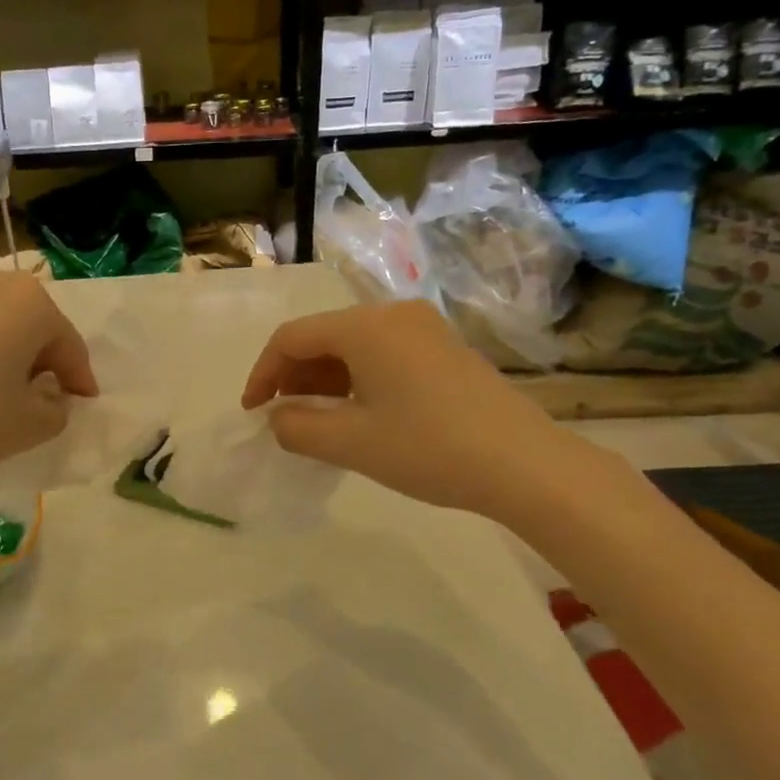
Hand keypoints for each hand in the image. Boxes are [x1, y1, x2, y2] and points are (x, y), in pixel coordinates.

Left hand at [0, 262, 97, 477]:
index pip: (69, 346)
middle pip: (34, 328)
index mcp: (31, 302)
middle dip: (43, 364)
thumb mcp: (26, 427)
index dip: (79, 381)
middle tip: (44, 401)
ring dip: (8, 357)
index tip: (83, 405)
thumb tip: (49, 397)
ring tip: (3, 395)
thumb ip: (55, 412)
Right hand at [241, 301, 580, 519]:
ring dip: (324, 380)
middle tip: (283, 419)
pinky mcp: (444, 349)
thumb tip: (278, 418)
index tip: (254, 413)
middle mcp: (393, 314)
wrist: (526, 465)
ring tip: (317, 422)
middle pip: (322, 337)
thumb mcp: (350, 443)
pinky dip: (356, 380)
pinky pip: (382, 354)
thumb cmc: (429, 448)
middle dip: (293, 377)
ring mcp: (423, 329)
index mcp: (365, 327)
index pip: (292, 338)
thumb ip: (297, 427)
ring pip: (352, 346)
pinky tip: (358, 414)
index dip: (263, 374)